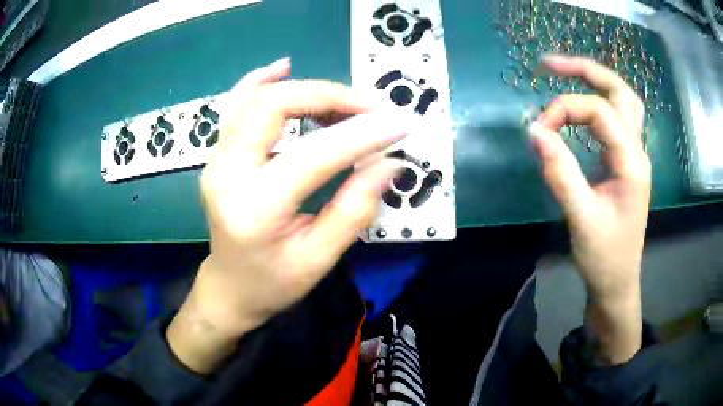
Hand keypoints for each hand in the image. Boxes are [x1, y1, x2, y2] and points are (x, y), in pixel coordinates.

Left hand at [168, 58, 407, 372]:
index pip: (313, 155)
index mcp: (254, 208)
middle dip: (330, 97)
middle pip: (274, 106)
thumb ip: (354, 209)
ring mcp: (217, 159)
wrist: (229, 288)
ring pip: (255, 97)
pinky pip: (237, 104)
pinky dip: (262, 80)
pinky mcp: (219, 154)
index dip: (362, 134)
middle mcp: (227, 173)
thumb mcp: (318, 260)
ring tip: (346, 101)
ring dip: (305, 89)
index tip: (401, 123)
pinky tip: (284, 67)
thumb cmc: (273, 284)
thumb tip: (389, 162)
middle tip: (372, 109)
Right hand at [531, 55, 650, 363]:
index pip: (599, 112)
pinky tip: (578, 108)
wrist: (617, 282)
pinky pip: (615, 120)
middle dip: (586, 70)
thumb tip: (534, 131)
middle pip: (620, 92)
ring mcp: (633, 155)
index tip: (539, 131)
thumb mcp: (580, 218)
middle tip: (550, 64)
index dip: (565, 110)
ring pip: (622, 101)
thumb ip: (560, 172)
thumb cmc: (604, 257)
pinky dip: (596, 103)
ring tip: (564, 73)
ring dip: (595, 81)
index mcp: (632, 162)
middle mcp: (637, 150)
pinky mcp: (625, 162)